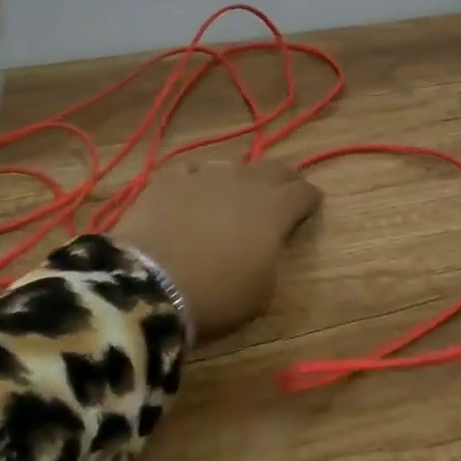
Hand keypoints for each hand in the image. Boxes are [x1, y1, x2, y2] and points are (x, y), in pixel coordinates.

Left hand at [114, 159, 322, 342]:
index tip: (311, 206)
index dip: (310, 199)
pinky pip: (191, 172)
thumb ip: (272, 256)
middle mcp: (244, 181)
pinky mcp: (169, 179)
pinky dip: (197, 182)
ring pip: (232, 165)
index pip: (304, 192)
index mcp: (275, 208)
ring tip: (233, 195)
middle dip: (284, 179)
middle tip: (284, 192)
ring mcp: (204, 175)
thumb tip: (266, 243)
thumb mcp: (263, 290)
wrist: (149, 285)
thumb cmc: (216, 295)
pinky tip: (191, 196)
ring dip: (239, 179)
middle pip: (274, 168)